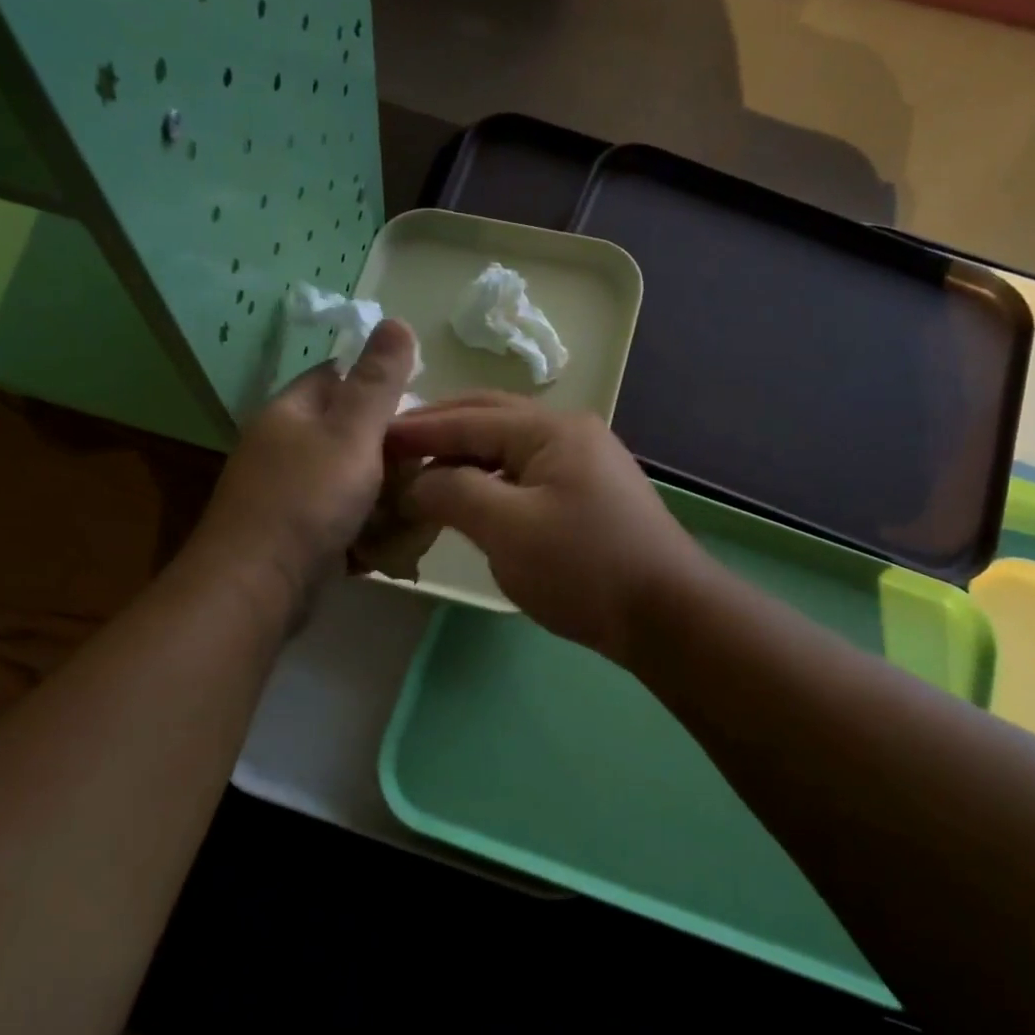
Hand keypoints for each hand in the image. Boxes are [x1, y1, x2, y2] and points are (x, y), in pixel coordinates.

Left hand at [188, 321, 418, 609]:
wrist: (257, 588)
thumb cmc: (307, 500)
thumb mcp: (352, 433)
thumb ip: (378, 382)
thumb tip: (396, 318)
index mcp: (291, 412)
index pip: (336, 375)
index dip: (378, 384)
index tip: (419, 408)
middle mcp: (283, 446)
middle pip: (346, 431)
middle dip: (388, 448)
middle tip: (426, 464)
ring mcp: (285, 492)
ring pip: (348, 478)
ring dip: (382, 492)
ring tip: (417, 506)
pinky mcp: (294, 533)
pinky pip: (339, 517)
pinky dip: (365, 526)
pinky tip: (389, 541)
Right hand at [385, 395, 703, 660]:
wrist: (666, 615)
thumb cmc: (584, 567)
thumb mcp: (508, 528)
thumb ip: (453, 492)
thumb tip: (415, 480)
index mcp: (550, 428)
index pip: (466, 419)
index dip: (414, 429)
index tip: (368, 439)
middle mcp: (568, 432)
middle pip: (487, 420)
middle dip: (437, 431)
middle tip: (389, 449)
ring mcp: (581, 462)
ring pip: (505, 449)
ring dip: (461, 457)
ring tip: (418, 474)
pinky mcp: (586, 494)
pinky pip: (523, 474)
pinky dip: (488, 480)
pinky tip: (466, 498)